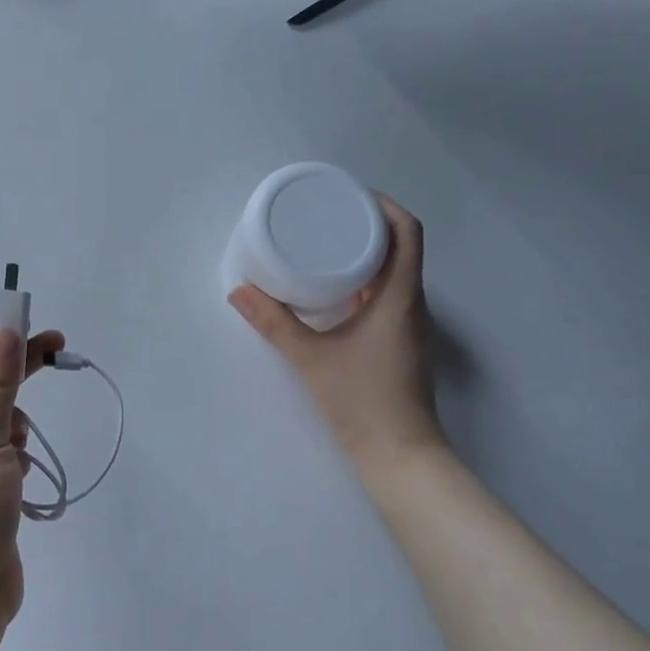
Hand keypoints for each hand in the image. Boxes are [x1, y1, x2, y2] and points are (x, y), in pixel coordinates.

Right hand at [228, 194, 446, 471]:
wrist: (400, 456)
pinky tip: (332, 285)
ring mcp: (408, 323)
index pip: (408, 232)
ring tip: (324, 240)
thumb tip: (238, 291)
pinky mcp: (399, 340)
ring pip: (395, 269)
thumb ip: (273, 323)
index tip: (349, 194)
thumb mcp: (310, 358)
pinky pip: (386, 291)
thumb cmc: (362, 401)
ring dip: (367, 249)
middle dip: (368, 221)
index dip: (384, 205)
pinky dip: (364, 276)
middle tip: (326, 212)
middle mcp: (410, 302)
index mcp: (399, 296)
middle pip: (402, 244)